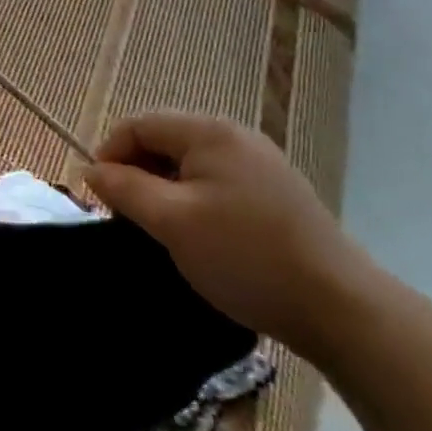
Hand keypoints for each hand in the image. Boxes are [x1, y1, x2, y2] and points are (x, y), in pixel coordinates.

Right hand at [85, 112, 373, 354]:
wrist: (339, 306)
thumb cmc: (245, 257)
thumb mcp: (172, 222)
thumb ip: (126, 189)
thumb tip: (92, 169)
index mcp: (208, 132)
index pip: (139, 124)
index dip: (110, 153)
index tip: (98, 196)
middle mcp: (235, 136)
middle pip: (165, 140)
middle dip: (137, 172)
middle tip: (126, 217)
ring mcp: (260, 163)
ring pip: (191, 163)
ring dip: (164, 188)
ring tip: (158, 229)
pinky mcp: (276, 192)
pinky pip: (217, 182)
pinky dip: (194, 200)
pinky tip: (199, 235)